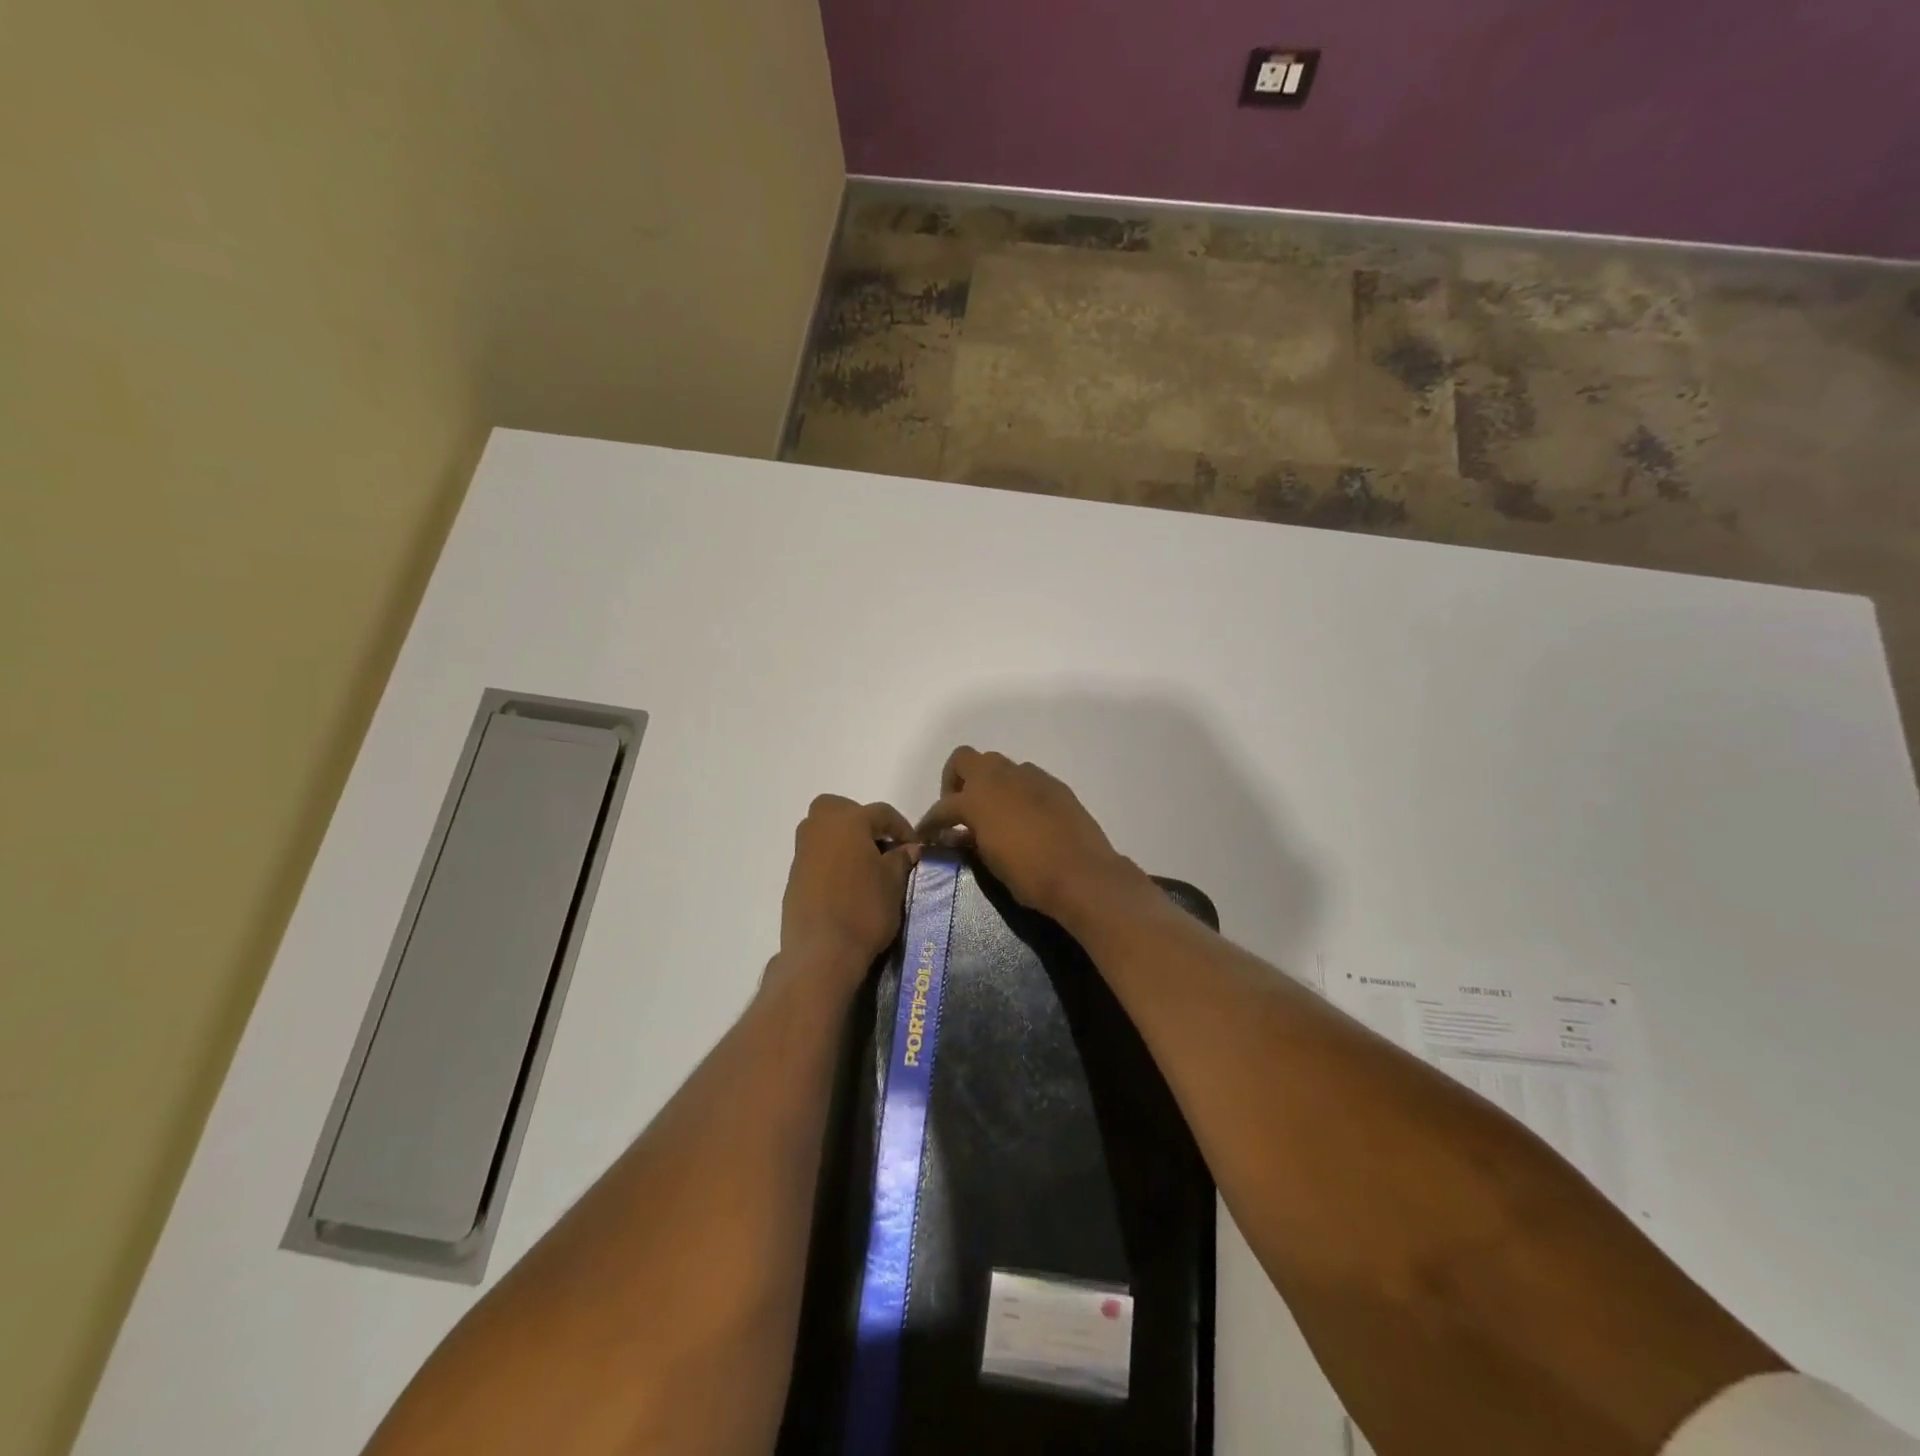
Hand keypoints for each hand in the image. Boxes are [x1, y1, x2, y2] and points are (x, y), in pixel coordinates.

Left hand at [777, 795, 920, 985]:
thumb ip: (901, 859)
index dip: (902, 827)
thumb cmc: (864, 909)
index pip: (881, 813)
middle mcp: (820, 828)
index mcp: (848, 821)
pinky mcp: (794, 876)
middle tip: (881, 845)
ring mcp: (803, 852)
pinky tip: (847, 884)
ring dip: (845, 840)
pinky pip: (816, 855)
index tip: (914, 847)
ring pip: (824, 831)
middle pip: (841, 810)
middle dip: (862, 821)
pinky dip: (832, 860)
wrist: (822, 952)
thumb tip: (909, 848)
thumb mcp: (893, 883)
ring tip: (866, 866)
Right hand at [916, 748, 1143, 924]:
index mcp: (977, 798)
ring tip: (992, 812)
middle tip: (961, 810)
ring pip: (998, 765)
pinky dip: (1016, 791)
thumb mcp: (988, 861)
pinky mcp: (1054, 784)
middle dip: (956, 781)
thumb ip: (968, 842)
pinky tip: (1023, 816)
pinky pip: (1026, 779)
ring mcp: (1030, 777)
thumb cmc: (1028, 874)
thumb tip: (957, 836)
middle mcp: (1000, 777)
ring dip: (988, 783)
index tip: (927, 836)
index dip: (930, 823)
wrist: (1082, 874)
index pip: (943, 807)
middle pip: (964, 759)